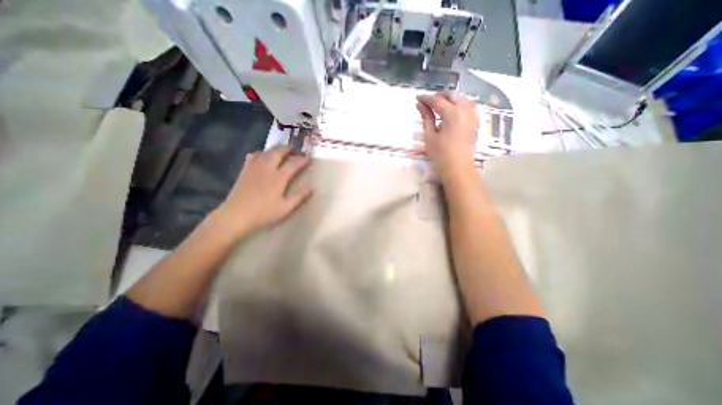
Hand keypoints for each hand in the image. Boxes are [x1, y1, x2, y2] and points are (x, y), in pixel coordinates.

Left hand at [211, 147, 308, 238]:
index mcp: (278, 178)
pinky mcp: (245, 171)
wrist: (236, 216)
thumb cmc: (263, 213)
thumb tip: (311, 188)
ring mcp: (254, 168)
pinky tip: (262, 156)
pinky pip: (253, 156)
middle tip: (294, 149)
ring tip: (281, 151)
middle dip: (287, 149)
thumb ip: (299, 197)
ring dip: (275, 149)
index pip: (293, 164)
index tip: (308, 158)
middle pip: (278, 152)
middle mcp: (267, 168)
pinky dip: (261, 153)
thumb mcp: (285, 208)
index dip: (302, 160)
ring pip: (266, 152)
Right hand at [418, 91, 477, 179]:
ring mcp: (473, 115)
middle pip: (451, 95)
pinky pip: (467, 105)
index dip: (426, 98)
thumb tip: (419, 104)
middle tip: (427, 104)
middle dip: (438, 96)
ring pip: (461, 99)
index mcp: (452, 114)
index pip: (437, 100)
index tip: (417, 99)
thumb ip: (426, 118)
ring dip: (449, 100)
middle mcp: (465, 110)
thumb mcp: (430, 136)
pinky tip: (450, 112)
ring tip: (438, 108)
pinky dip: (458, 105)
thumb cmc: (441, 155)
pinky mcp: (475, 121)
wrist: (459, 168)